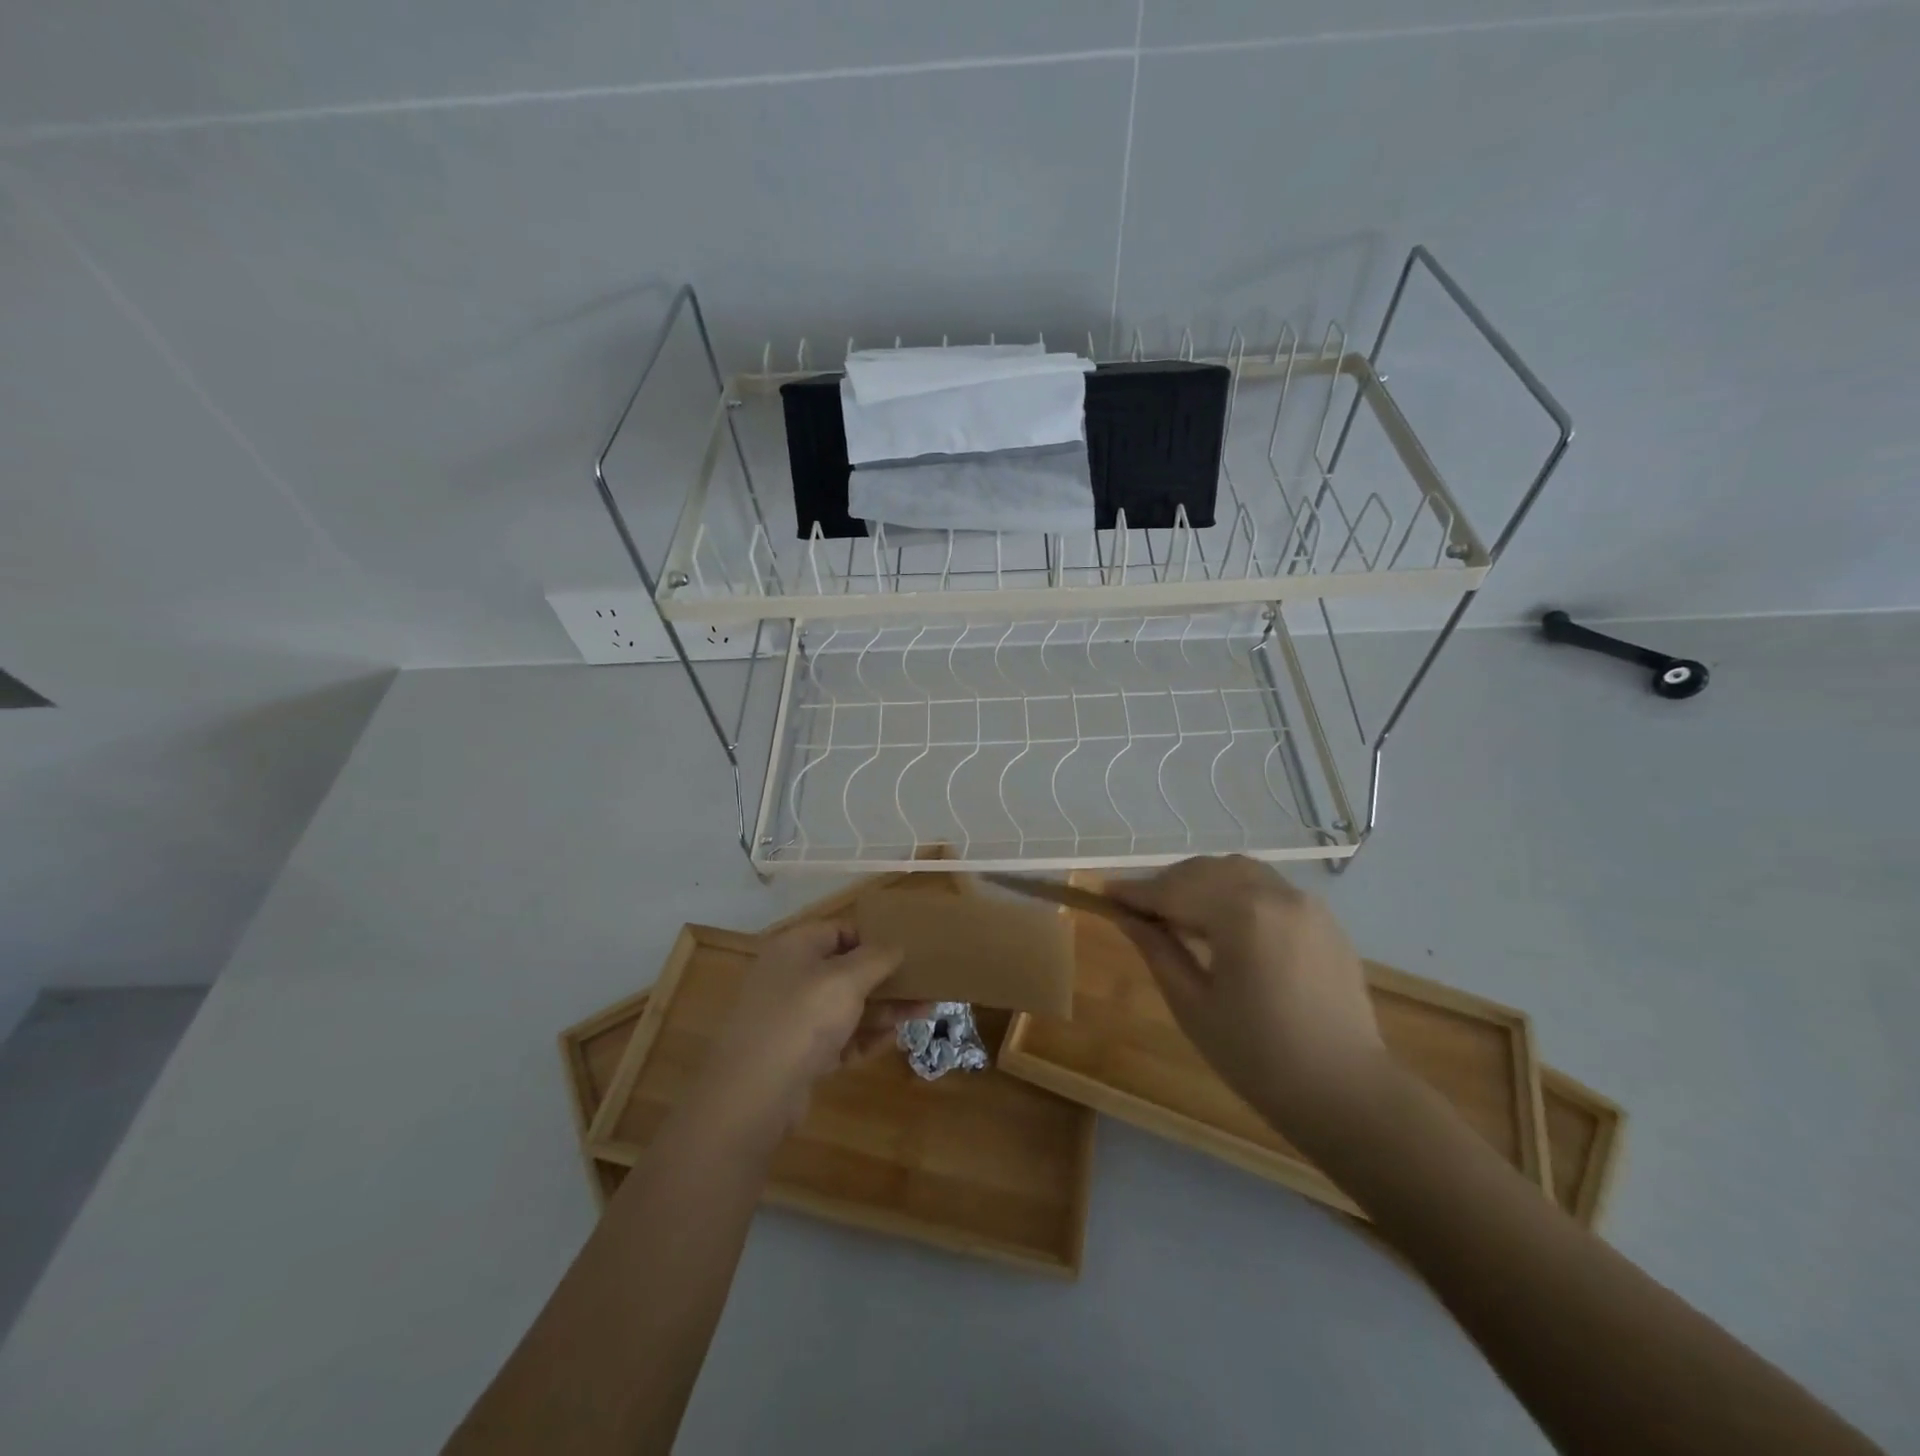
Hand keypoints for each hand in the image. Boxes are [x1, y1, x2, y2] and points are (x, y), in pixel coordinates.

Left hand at [703, 921, 926, 1131]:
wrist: (754, 1093)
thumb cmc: (802, 1019)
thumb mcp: (845, 979)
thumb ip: (876, 958)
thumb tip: (896, 946)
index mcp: (794, 948)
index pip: (838, 930)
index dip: (872, 937)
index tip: (905, 950)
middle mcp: (791, 977)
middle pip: (845, 970)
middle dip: (885, 978)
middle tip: (923, 983)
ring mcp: (793, 1018)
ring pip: (846, 1006)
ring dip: (883, 1009)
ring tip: (924, 1012)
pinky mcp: (799, 1055)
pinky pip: (839, 1038)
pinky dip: (865, 1037)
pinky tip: (895, 1039)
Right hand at [1109, 856, 1384, 1146]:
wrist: (1347, 1093)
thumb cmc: (1258, 1058)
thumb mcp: (1193, 1005)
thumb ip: (1157, 949)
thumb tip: (1125, 915)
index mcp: (1242, 915)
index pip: (1174, 890)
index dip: (1135, 892)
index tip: (1104, 893)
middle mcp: (1276, 894)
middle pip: (1204, 870)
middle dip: (1167, 884)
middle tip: (1137, 909)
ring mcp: (1305, 902)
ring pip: (1236, 871)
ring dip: (1200, 882)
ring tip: (1178, 913)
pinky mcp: (1323, 917)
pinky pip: (1266, 887)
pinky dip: (1234, 892)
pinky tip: (1222, 921)